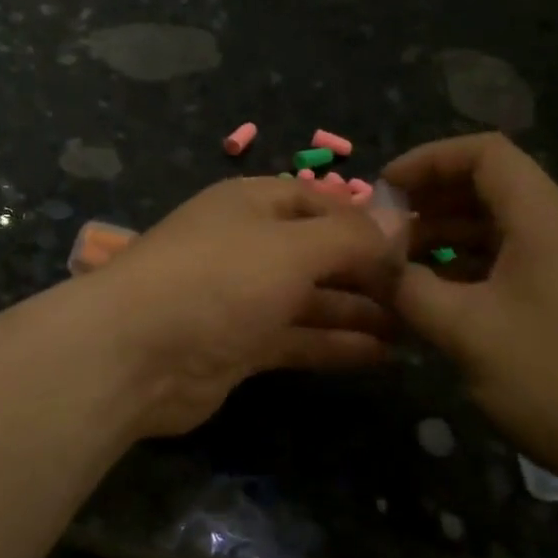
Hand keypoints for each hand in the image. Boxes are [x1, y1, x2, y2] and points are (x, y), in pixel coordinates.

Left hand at [87, 177, 401, 437]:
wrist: (134, 355)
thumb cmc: (218, 280)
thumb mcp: (291, 247)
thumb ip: (349, 237)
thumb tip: (397, 221)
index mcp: (251, 205)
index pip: (318, 202)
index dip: (364, 221)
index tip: (413, 245)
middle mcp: (247, 246)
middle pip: (318, 252)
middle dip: (367, 271)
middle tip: (422, 295)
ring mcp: (241, 299)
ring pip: (311, 299)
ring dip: (358, 311)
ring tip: (414, 328)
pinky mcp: (239, 346)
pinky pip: (297, 339)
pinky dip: (335, 344)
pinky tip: (382, 355)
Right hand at [383, 134, 557, 492]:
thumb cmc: (555, 378)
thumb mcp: (465, 332)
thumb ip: (408, 288)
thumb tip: (366, 261)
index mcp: (544, 218)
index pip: (484, 152)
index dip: (428, 160)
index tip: (384, 190)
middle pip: (492, 185)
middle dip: (432, 200)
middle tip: (386, 231)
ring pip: (503, 226)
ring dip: (450, 236)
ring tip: (404, 266)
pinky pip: (519, 260)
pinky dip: (476, 265)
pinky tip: (445, 298)